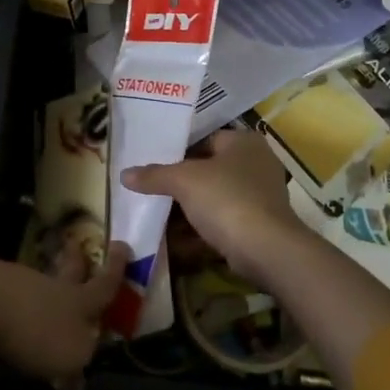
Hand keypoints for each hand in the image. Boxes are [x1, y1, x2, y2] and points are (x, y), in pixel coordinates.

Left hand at [0, 244, 129, 388]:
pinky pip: (11, 295)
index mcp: (77, 301)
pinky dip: (16, 304)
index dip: (115, 270)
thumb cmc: (32, 329)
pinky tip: (9, 315)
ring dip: (45, 289)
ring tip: (45, 296)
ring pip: (39, 284)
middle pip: (68, 272)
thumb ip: (78, 364)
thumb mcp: (69, 356)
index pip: (103, 285)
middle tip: (78, 247)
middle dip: (76, 262)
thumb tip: (78, 378)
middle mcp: (50, 286)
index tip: (122, 245)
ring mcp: (17, 283)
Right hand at [122, 130, 313, 284]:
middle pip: (209, 170)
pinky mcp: (260, 225)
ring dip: (190, 209)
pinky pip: (224, 221)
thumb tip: (124, 174)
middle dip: (182, 184)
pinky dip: (203, 228)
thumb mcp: (183, 181)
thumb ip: (154, 175)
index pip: (205, 140)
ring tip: (159, 215)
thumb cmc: (226, 199)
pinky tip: (178, 240)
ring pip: (216, 198)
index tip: (154, 166)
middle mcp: (257, 163)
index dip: (178, 152)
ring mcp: (261, 196)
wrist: (266, 249)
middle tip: (153, 191)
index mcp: (243, 142)